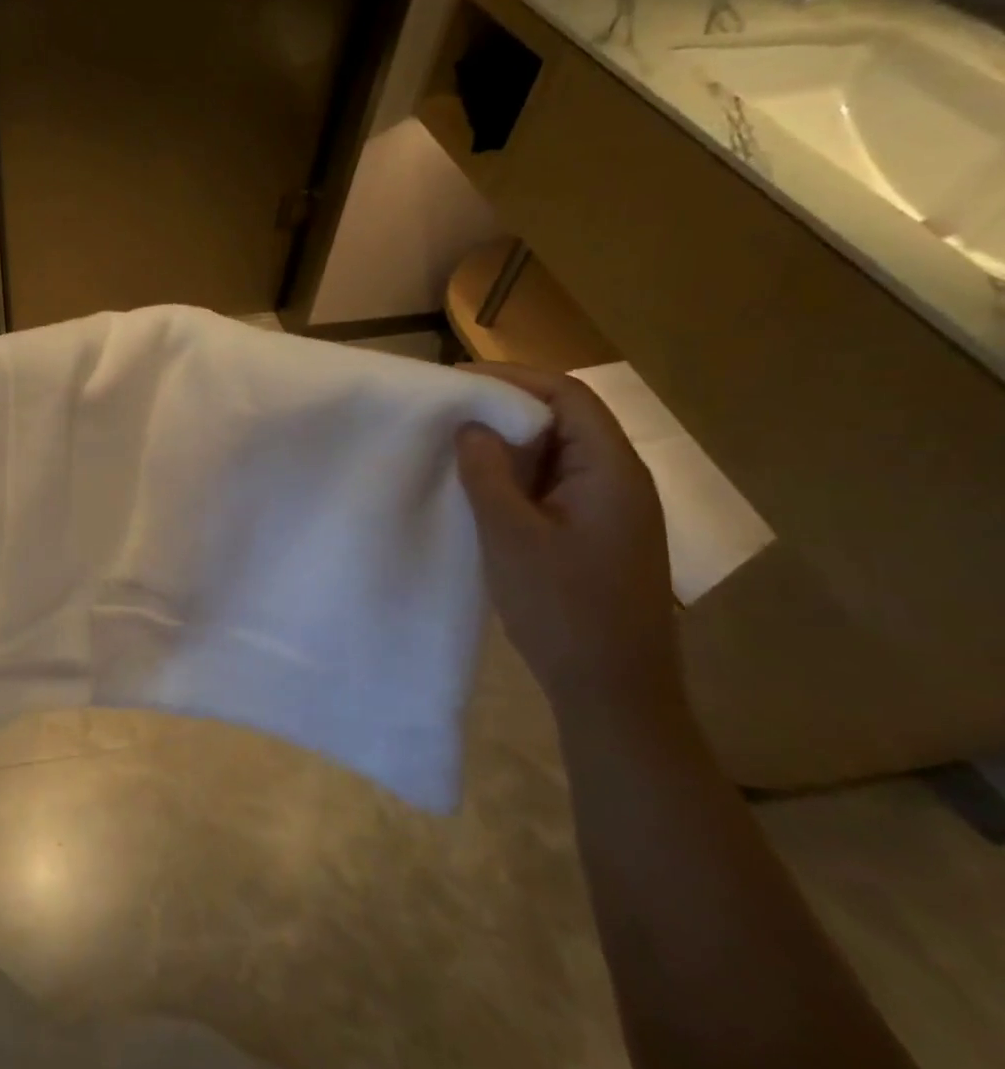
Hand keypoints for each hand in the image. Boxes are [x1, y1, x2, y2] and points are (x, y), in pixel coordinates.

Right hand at [454, 363, 682, 725]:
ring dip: (511, 444)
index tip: (458, 378)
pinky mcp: (596, 535)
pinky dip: (518, 476)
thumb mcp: (512, 537)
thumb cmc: (563, 609)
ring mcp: (610, 511)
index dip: (515, 378)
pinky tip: (482, 488)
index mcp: (612, 472)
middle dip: (508, 408)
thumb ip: (489, 475)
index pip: (569, 397)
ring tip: (457, 443)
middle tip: (449, 410)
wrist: (613, 690)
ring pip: (559, 455)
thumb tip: (472, 425)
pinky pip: (555, 486)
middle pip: (567, 420)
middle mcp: (620, 481)